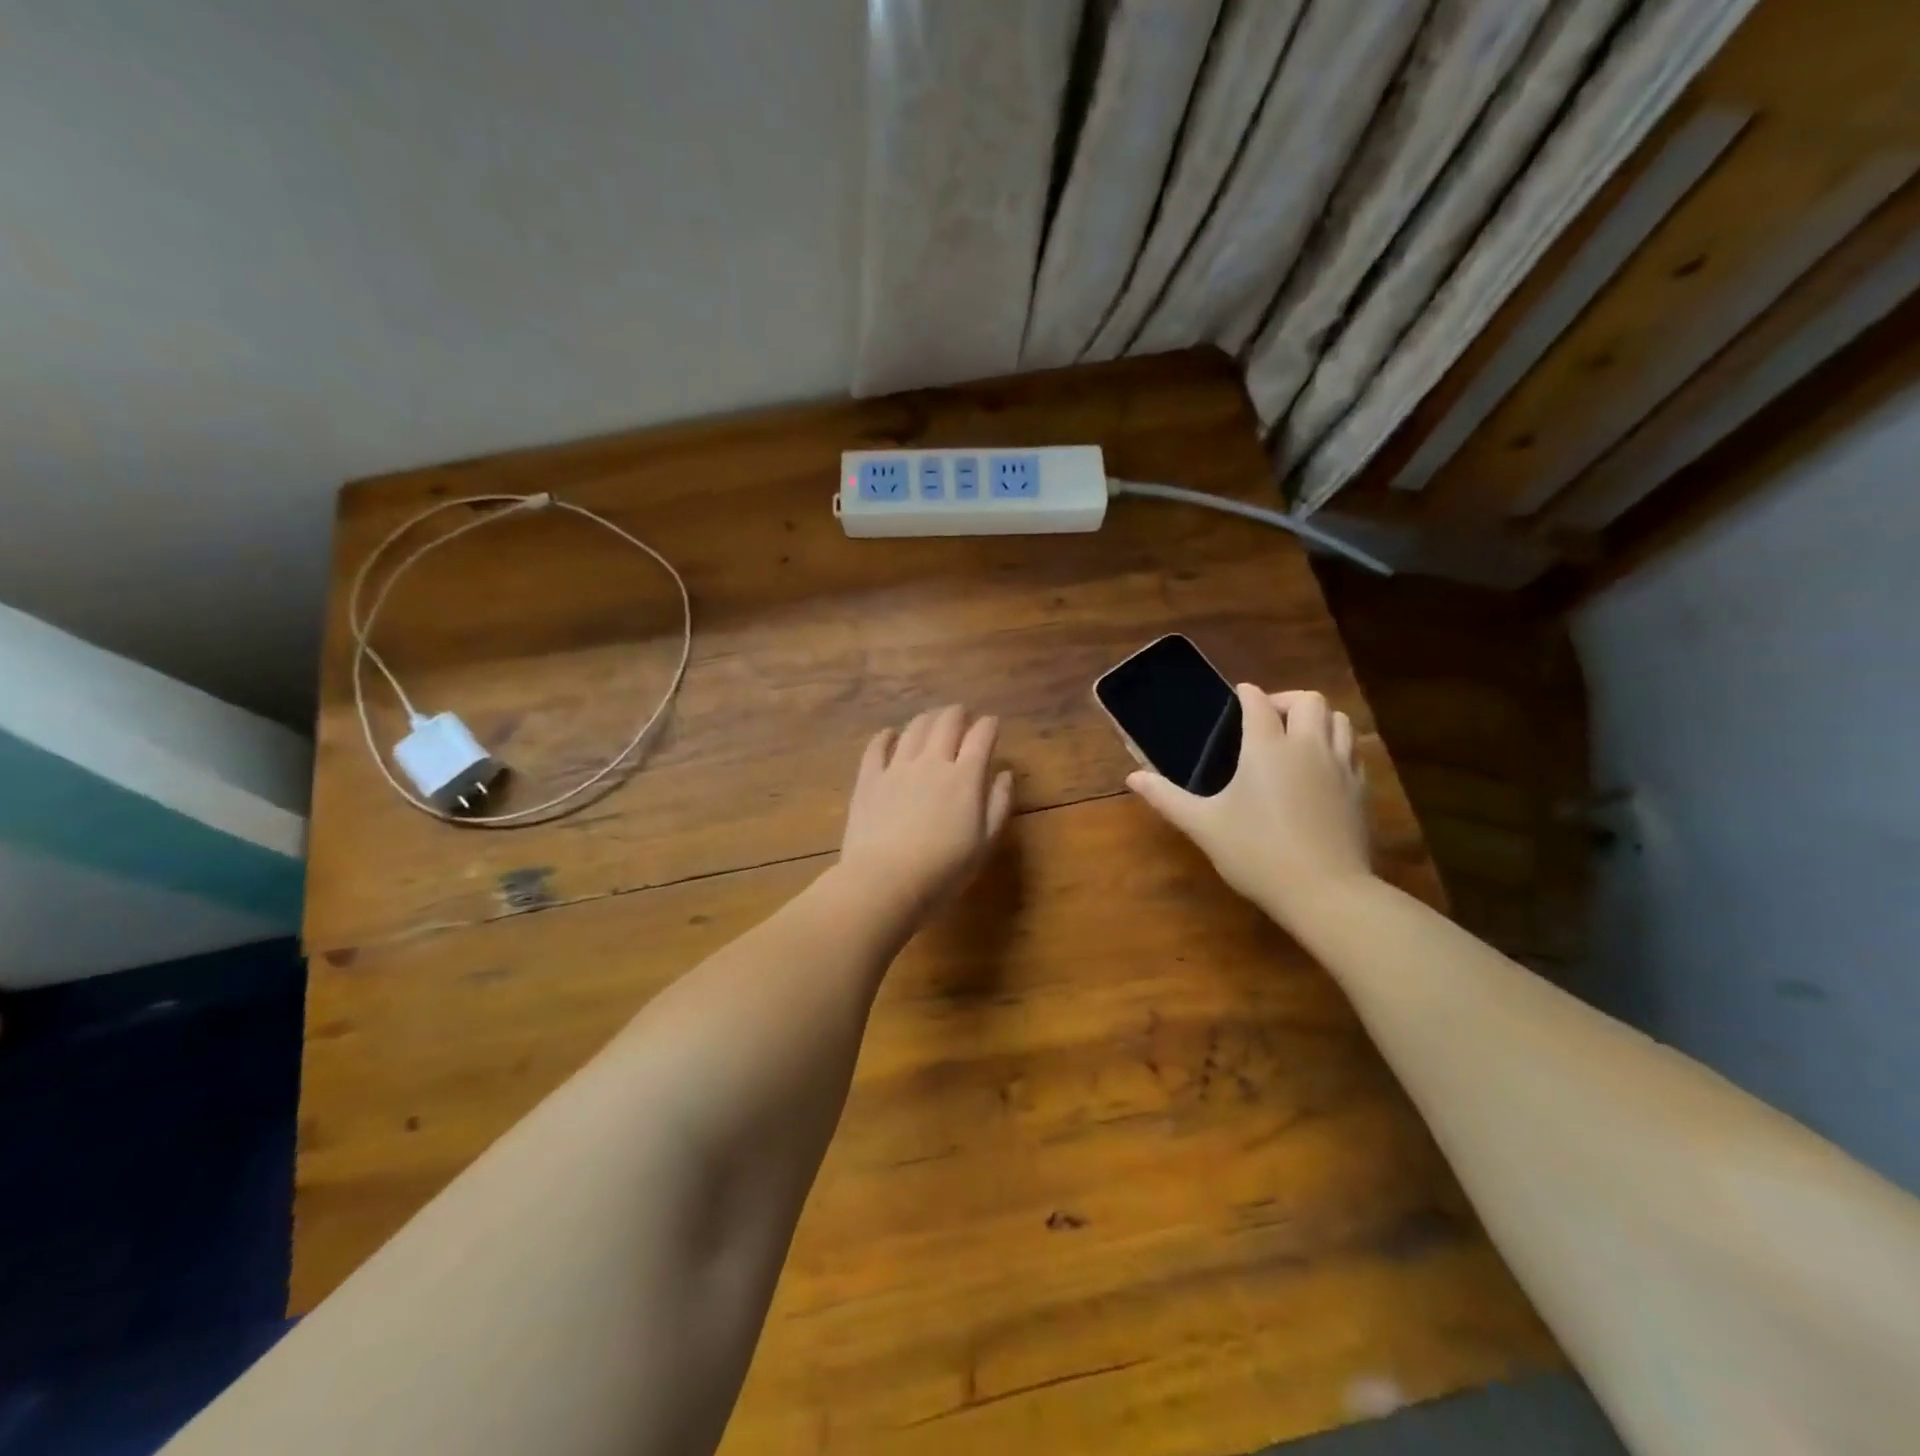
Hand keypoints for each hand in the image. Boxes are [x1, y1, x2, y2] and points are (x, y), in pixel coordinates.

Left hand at [839, 705, 1014, 913]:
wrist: (885, 882)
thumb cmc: (943, 870)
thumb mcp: (985, 844)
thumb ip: (998, 804)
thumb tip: (1005, 774)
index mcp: (965, 778)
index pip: (981, 737)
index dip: (989, 725)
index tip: (992, 723)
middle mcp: (932, 763)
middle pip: (946, 723)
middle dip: (957, 714)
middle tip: (961, 714)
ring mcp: (897, 768)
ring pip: (914, 729)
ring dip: (926, 719)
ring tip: (932, 719)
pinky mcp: (869, 779)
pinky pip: (877, 747)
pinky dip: (886, 736)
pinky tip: (890, 734)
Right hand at [1127, 684, 1371, 929]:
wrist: (1324, 891)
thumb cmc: (1256, 853)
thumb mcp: (1203, 826)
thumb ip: (1167, 798)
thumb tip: (1133, 778)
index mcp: (1267, 747)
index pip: (1259, 702)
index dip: (1246, 694)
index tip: (1237, 696)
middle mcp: (1307, 746)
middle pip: (1308, 700)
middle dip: (1285, 700)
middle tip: (1267, 719)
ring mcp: (1339, 767)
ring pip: (1338, 720)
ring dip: (1317, 719)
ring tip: (1296, 737)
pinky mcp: (1359, 789)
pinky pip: (1352, 750)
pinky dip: (1336, 745)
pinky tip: (1319, 768)